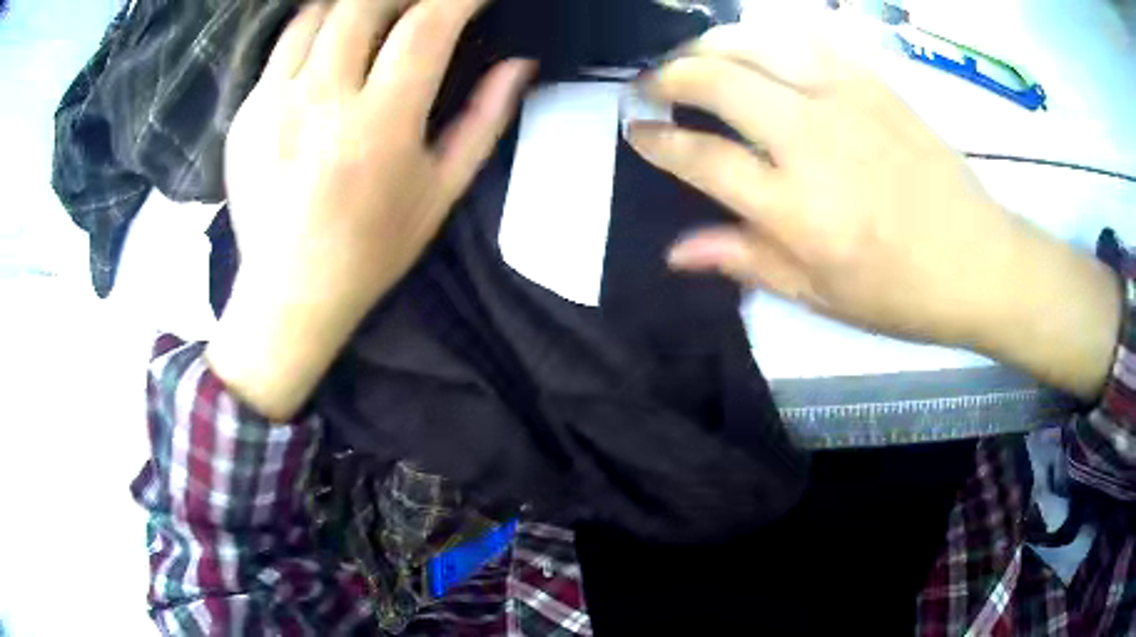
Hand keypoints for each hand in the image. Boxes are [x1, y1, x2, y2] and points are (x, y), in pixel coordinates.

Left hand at [207, 0, 533, 419]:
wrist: (288, 293)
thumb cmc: (372, 250)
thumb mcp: (441, 192)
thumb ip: (484, 119)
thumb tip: (520, 64)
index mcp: (378, 127)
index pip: (425, 27)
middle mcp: (319, 102)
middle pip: (362, 4)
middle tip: (422, 5)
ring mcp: (273, 103)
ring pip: (317, 14)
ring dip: (355, 4)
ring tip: (376, 18)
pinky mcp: (245, 112)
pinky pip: (283, 45)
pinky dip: (315, 29)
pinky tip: (331, 47)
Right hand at [629, 23, 1120, 398]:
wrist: (979, 261)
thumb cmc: (901, 293)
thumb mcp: (819, 296)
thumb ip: (746, 261)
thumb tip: (675, 250)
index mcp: (797, 210)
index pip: (701, 157)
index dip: (656, 140)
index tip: (637, 131)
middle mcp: (812, 142)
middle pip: (717, 81)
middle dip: (668, 75)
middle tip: (651, 84)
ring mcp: (845, 101)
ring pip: (756, 44)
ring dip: (710, 45)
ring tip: (693, 58)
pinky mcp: (873, 83)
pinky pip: (805, 40)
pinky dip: (766, 38)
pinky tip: (756, 50)